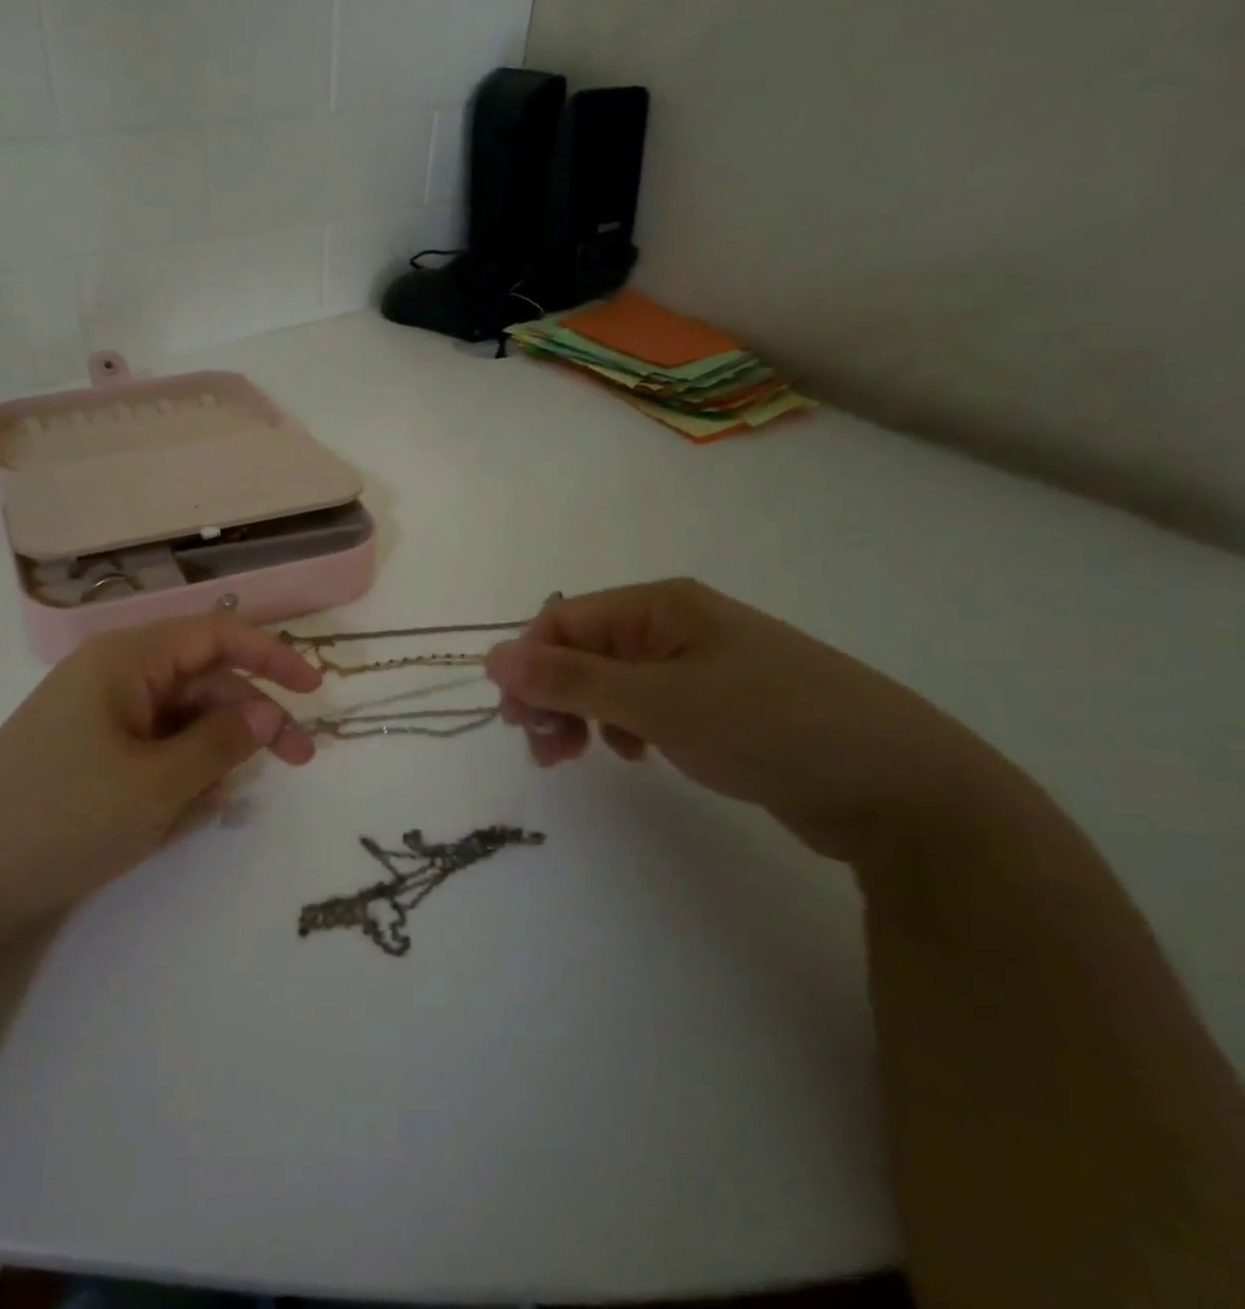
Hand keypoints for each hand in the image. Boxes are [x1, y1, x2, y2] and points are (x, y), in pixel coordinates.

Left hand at [0, 616, 321, 929]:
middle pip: (202, 678)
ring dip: (214, 750)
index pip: (214, 634)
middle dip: (252, 715)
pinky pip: (151, 747)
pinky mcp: (87, 753)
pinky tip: (186, 810)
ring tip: (221, 801)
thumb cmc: (63, 818)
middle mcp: (113, 675)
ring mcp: (97, 715)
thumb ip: (221, 742)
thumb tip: (268, 712)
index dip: (271, 654)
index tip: (316, 689)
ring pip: (179, 717)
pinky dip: (179, 770)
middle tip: (299, 761)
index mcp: (126, 659)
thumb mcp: (157, 784)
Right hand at [485, 579, 1020, 864]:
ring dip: (581, 715)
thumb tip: (492, 657)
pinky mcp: (718, 703)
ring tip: (579, 758)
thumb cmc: (767, 726)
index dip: (528, 666)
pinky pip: (644, 705)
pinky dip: (623, 728)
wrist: (901, 787)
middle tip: (546, 750)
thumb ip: (569, 680)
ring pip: (609, 681)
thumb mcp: (656, 702)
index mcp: (659, 606)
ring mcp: (699, 663)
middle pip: (582, 650)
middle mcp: (675, 625)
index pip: (561, 621)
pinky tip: (637, 755)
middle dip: (552, 696)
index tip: (517, 722)